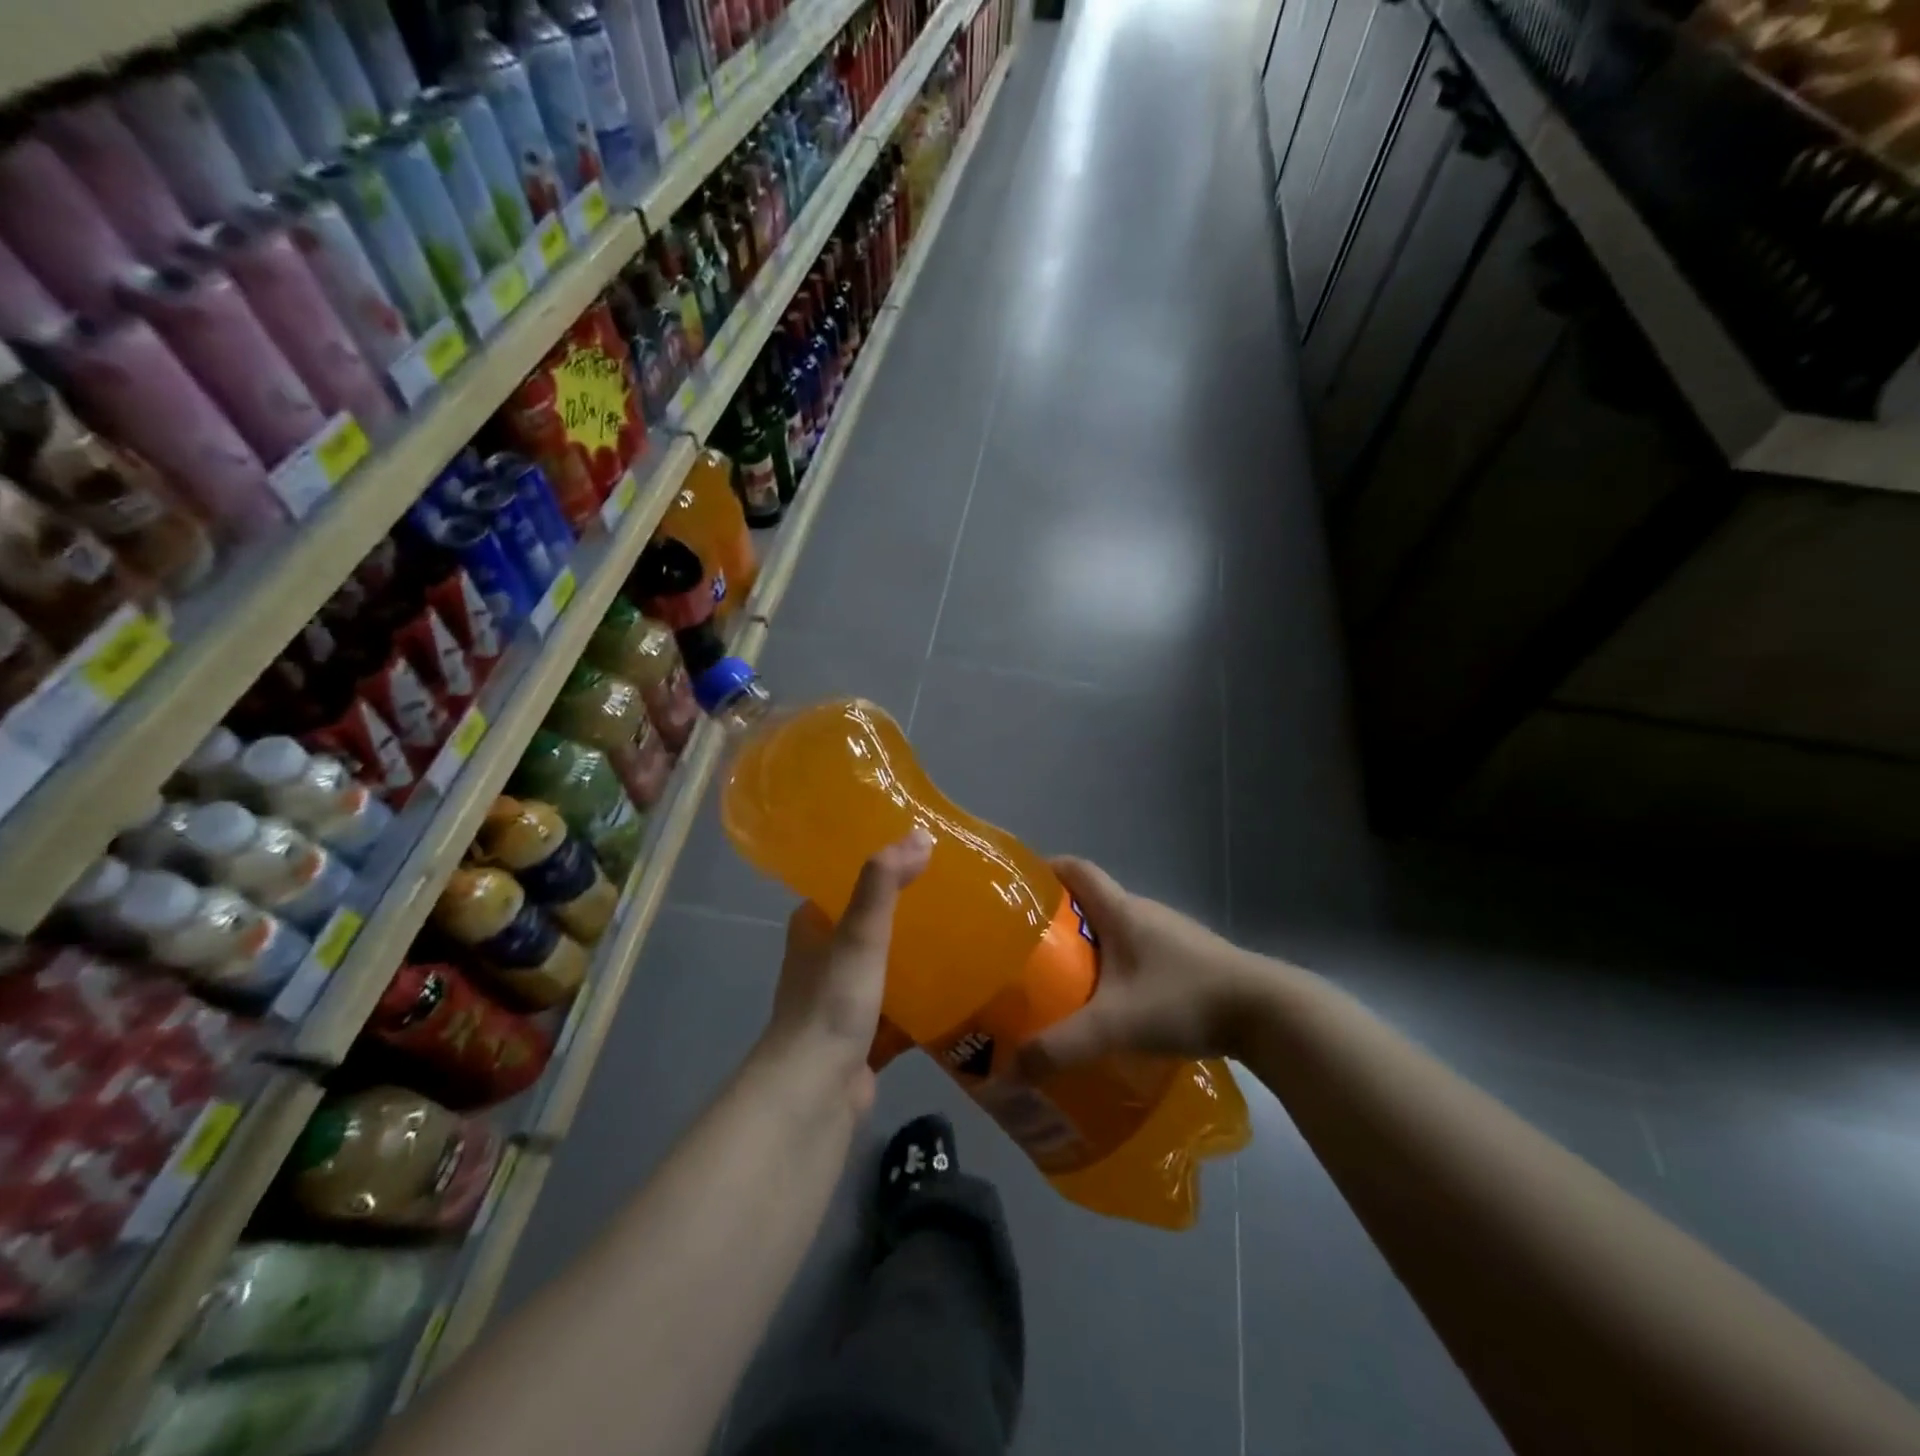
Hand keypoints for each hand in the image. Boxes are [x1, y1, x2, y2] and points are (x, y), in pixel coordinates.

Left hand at [765, 827, 932, 1108]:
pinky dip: (923, 999)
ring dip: (916, 954)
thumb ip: (884, 884)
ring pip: (886, 967)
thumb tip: (920, 834)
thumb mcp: (859, 934)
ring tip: (964, 930)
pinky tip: (960, 987)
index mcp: (813, 928)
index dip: (879, 867)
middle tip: (954, 890)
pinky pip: (900, 1008)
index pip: (846, 883)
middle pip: (870, 925)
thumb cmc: (831, 1003)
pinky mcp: (864, 1036)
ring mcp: (843, 1000)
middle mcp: (824, 960)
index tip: (921, 852)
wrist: (815, 1092)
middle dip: (907, 911)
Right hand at [1016, 857, 1268, 1079]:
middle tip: (1029, 952)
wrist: (1267, 1012)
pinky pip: (1140, 953)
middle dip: (1058, 921)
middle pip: (1092, 902)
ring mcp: (1172, 935)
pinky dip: (1118, 968)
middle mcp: (1145, 913)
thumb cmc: (1184, 998)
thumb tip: (1010, 1068)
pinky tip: (1113, 1004)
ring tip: (1064, 981)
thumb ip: (1061, 1046)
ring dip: (1090, 948)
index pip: (1076, 869)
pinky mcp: (1190, 960)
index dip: (1045, 870)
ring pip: (1118, 930)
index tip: (1018, 890)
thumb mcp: (1115, 1024)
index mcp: (1122, 910)